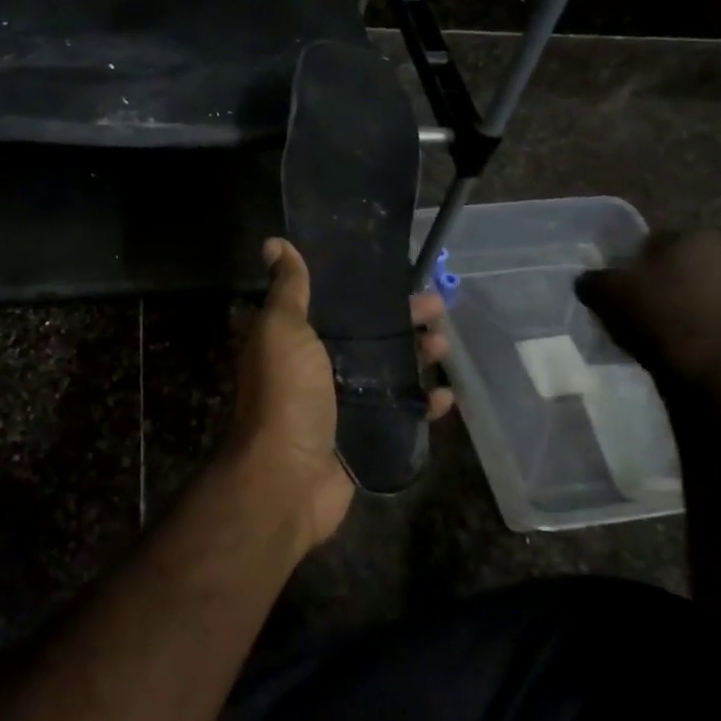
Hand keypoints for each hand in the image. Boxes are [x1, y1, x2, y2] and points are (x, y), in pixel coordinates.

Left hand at [223, 239, 454, 549]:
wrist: (286, 478)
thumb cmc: (286, 395)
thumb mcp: (283, 330)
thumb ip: (287, 289)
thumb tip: (274, 242)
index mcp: (296, 340)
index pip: (335, 305)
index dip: (365, 290)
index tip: (398, 274)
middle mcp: (317, 369)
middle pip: (368, 337)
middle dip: (402, 320)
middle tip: (437, 306)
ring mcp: (341, 406)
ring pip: (387, 373)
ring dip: (417, 357)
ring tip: (445, 343)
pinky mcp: (363, 438)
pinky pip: (400, 416)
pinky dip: (422, 405)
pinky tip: (447, 396)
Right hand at [575, 230, 720, 387]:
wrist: (718, 371)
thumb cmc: (660, 315)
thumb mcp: (606, 292)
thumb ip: (593, 280)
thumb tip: (589, 281)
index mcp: (696, 236)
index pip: (652, 241)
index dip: (629, 262)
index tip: (615, 284)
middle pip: (676, 268)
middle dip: (656, 285)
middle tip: (629, 307)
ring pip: (694, 296)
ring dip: (675, 309)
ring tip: (649, 333)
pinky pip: (710, 323)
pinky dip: (692, 332)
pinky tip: (673, 349)